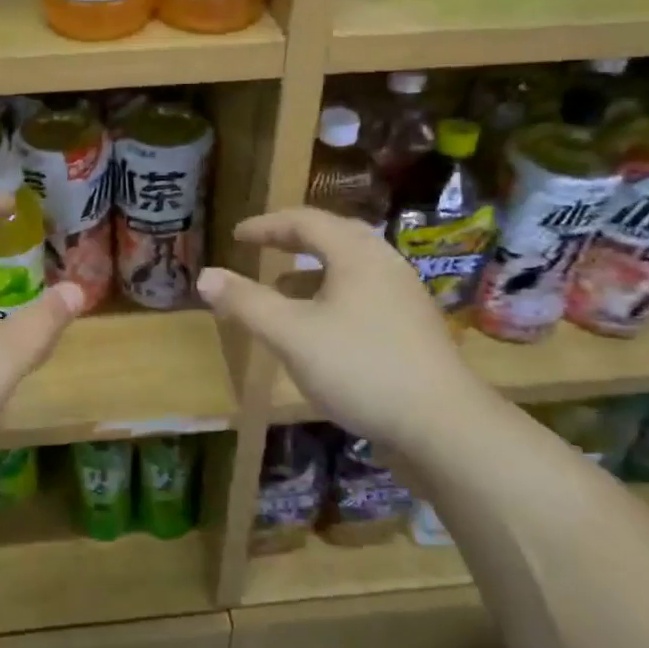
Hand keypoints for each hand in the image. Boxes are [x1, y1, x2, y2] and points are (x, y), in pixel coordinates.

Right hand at [197, 208, 483, 445]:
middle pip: (332, 237)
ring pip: (349, 268)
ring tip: (280, 289)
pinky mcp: (412, 327)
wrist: (444, 425)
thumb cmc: (361, 367)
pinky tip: (318, 328)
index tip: (236, 236)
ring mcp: (403, 296)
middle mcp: (384, 264)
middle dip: (292, 241)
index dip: (266, 226)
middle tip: (261, 247)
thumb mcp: (291, 334)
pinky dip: (330, 296)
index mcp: (356, 253)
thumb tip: (204, 276)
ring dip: (310, 272)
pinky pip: (362, 294)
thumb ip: (246, 303)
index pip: (305, 221)